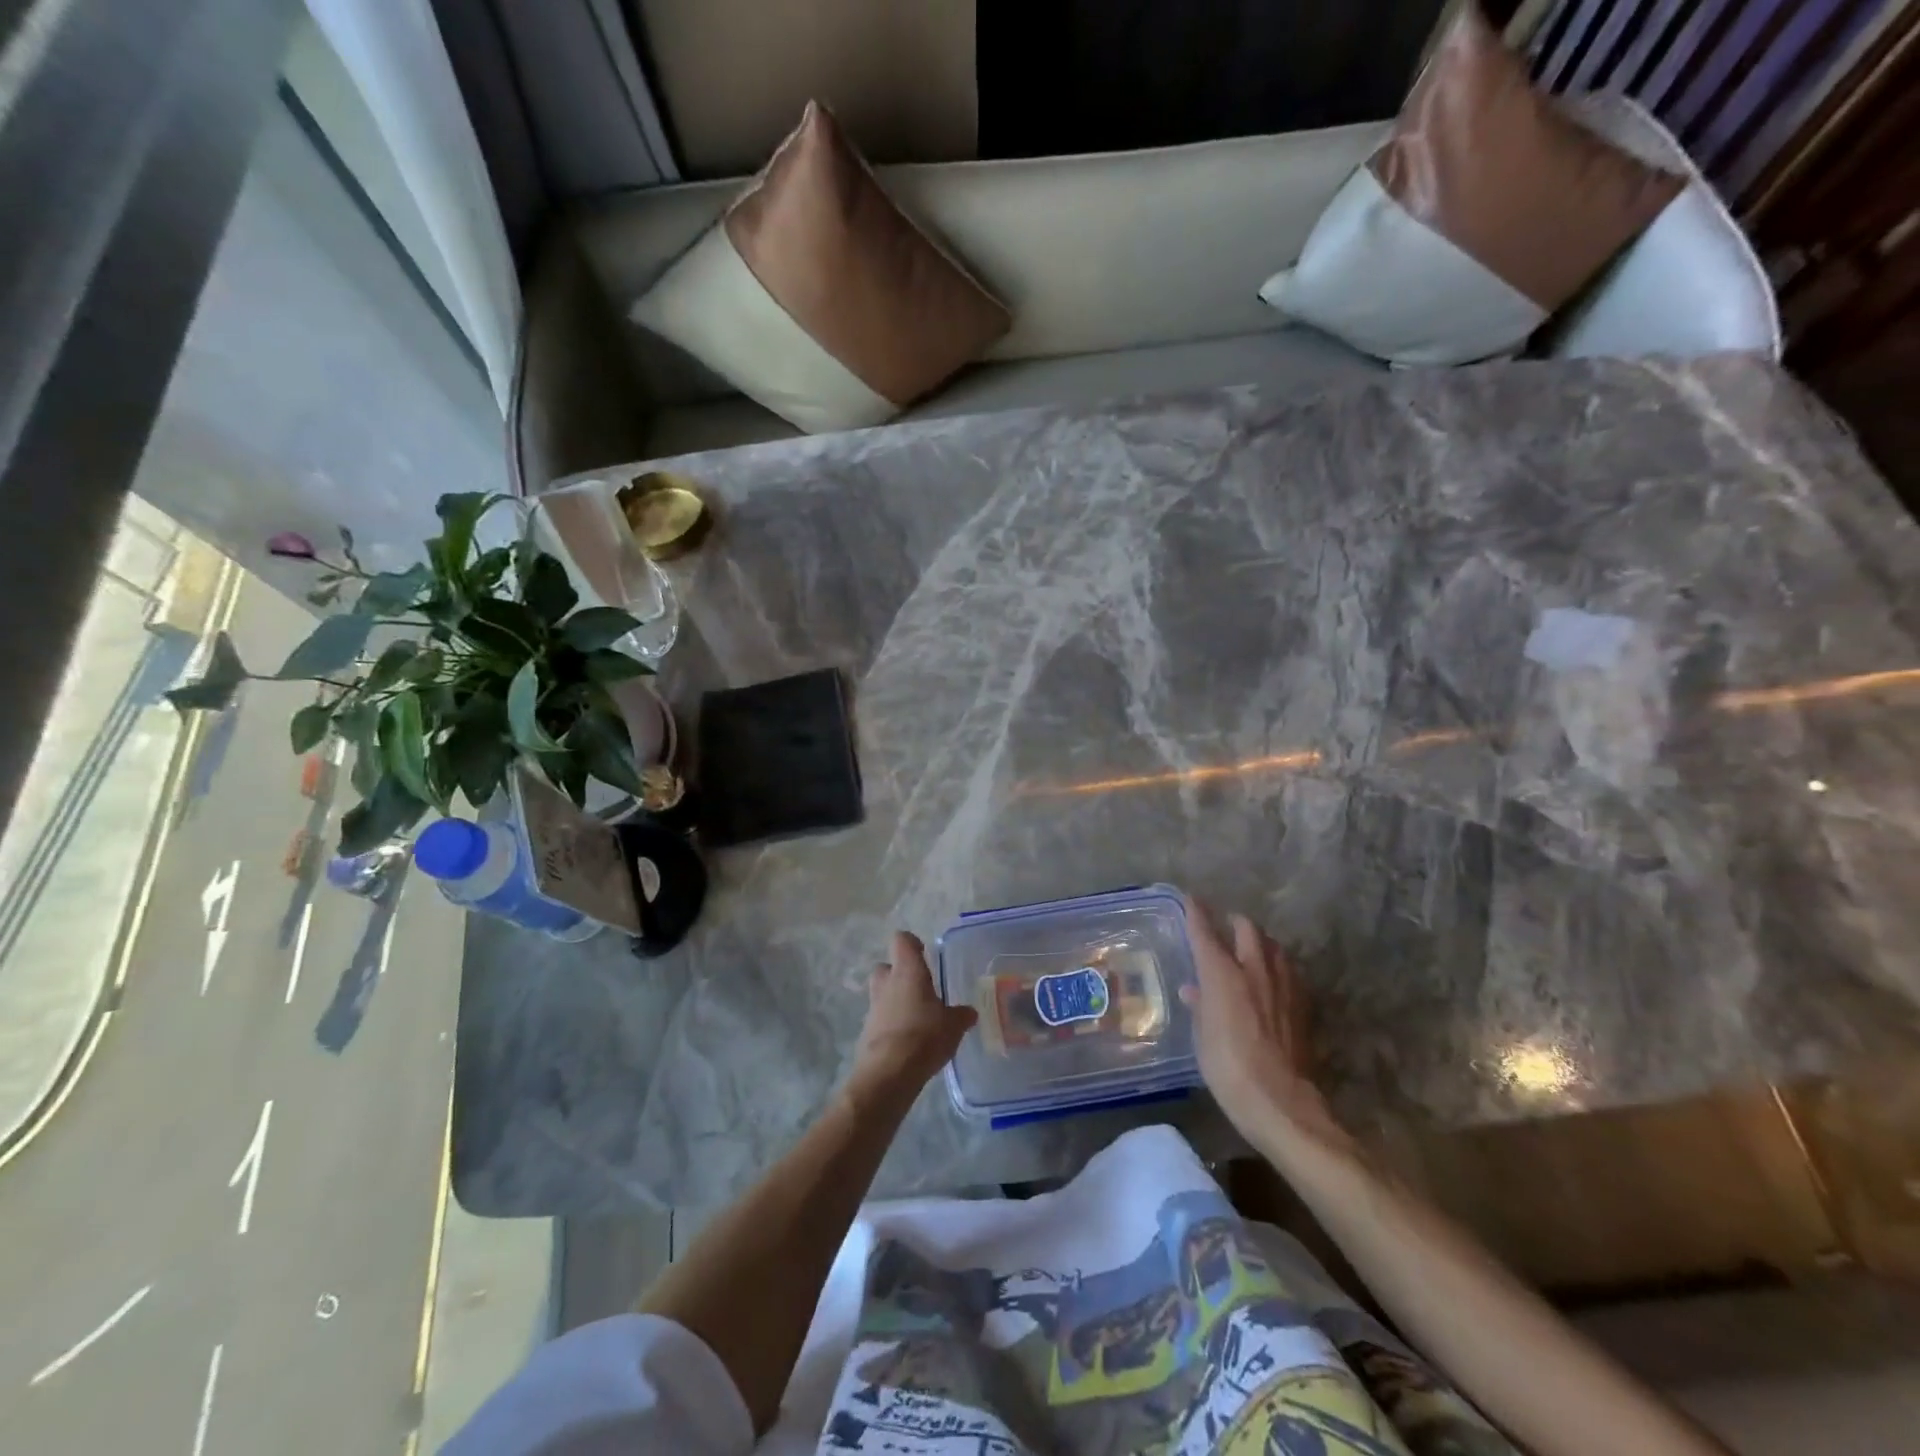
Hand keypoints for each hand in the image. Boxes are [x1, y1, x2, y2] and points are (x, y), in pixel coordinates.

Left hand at [851, 932, 977, 1093]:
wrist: (889, 1073)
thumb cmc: (924, 1036)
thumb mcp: (953, 1026)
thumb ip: (961, 1015)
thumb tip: (970, 1013)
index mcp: (907, 971)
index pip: (902, 940)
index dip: (912, 944)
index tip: (925, 954)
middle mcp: (887, 983)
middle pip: (886, 966)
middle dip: (900, 973)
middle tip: (919, 987)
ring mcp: (874, 1007)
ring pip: (882, 993)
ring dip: (895, 1000)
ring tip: (917, 1016)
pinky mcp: (867, 1031)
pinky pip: (880, 1018)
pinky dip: (892, 1023)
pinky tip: (909, 1039)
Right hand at [1182, 899, 1346, 1153]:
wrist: (1279, 1101)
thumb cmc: (1227, 1068)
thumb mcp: (1201, 1037)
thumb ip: (1199, 1006)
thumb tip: (1193, 989)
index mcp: (1222, 974)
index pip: (1205, 931)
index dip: (1196, 912)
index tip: (1190, 899)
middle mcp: (1254, 970)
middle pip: (1248, 929)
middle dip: (1235, 923)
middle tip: (1226, 927)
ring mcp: (1283, 986)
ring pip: (1274, 946)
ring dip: (1260, 942)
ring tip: (1251, 950)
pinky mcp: (1302, 1004)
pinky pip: (1289, 971)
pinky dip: (1277, 967)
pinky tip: (1272, 981)